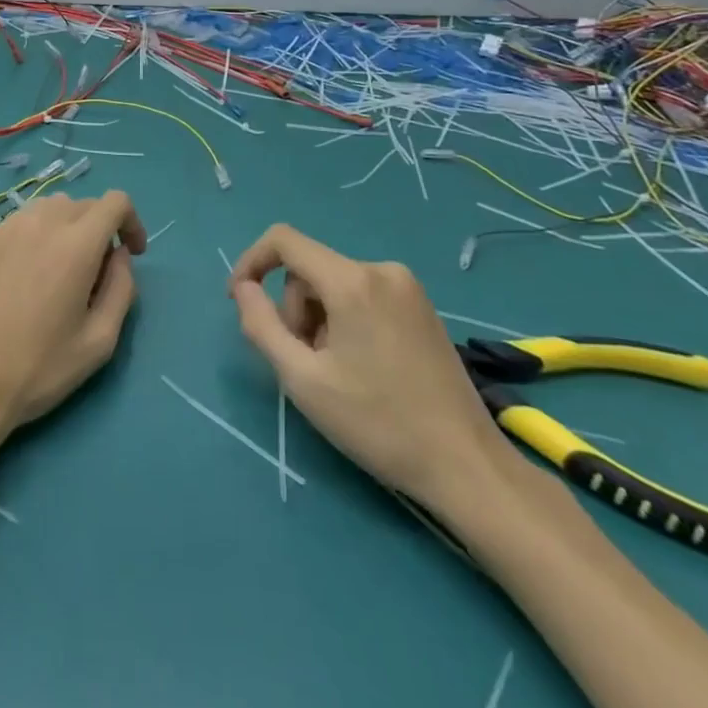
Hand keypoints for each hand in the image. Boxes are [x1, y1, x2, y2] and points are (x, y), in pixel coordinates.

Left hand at [0, 190, 146, 445]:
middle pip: (84, 204)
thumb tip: (120, 256)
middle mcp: (42, 222)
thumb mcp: (100, 341)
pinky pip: (21, 223)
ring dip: (67, 228)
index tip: (131, 254)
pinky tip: (26, 276)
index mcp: (76, 244)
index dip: (131, 222)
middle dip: (100, 229)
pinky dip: (36, 236)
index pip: (115, 202)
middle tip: (96, 274)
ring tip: (60, 271)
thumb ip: (122, 288)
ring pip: (50, 209)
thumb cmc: (39, 368)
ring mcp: (7, 227)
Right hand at [227, 223, 511, 505]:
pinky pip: (362, 295)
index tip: (240, 301)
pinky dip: (345, 321)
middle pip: (310, 270)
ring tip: (334, 372)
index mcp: (352, 281)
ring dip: (318, 320)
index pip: (284, 240)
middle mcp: (381, 270)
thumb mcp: (303, 380)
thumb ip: (262, 325)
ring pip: (334, 285)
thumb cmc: (379, 424)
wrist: (467, 466)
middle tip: (303, 363)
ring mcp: (407, 287)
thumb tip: (242, 288)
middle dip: (294, 310)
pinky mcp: (421, 307)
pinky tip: (361, 367)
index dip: (252, 261)